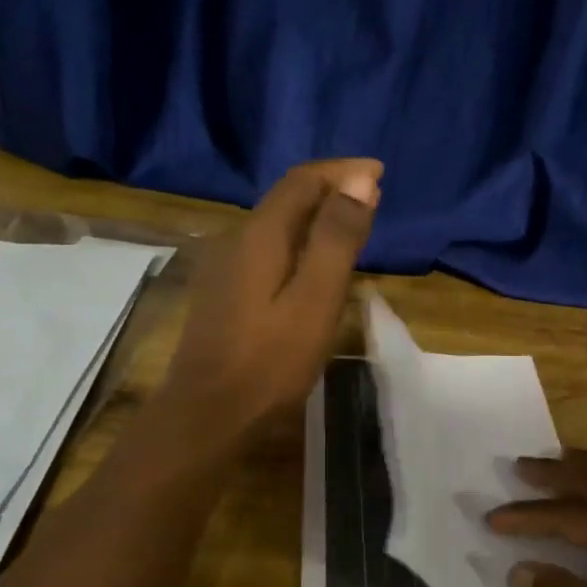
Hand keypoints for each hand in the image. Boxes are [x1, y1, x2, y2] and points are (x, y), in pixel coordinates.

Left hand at [159, 159, 380, 434]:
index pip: (302, 181)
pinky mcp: (223, 293)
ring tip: (351, 225)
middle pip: (286, 198)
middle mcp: (235, 240)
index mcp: (259, 235)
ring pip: (276, 225)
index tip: (379, 172)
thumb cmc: (269, 361)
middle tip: (371, 196)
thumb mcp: (315, 299)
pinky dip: (299, 242)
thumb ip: (337, 238)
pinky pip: (267, 249)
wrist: (207, 415)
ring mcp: (224, 267)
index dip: (342, 171)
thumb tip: (360, 181)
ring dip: (315, 216)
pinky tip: (313, 264)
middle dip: (330, 189)